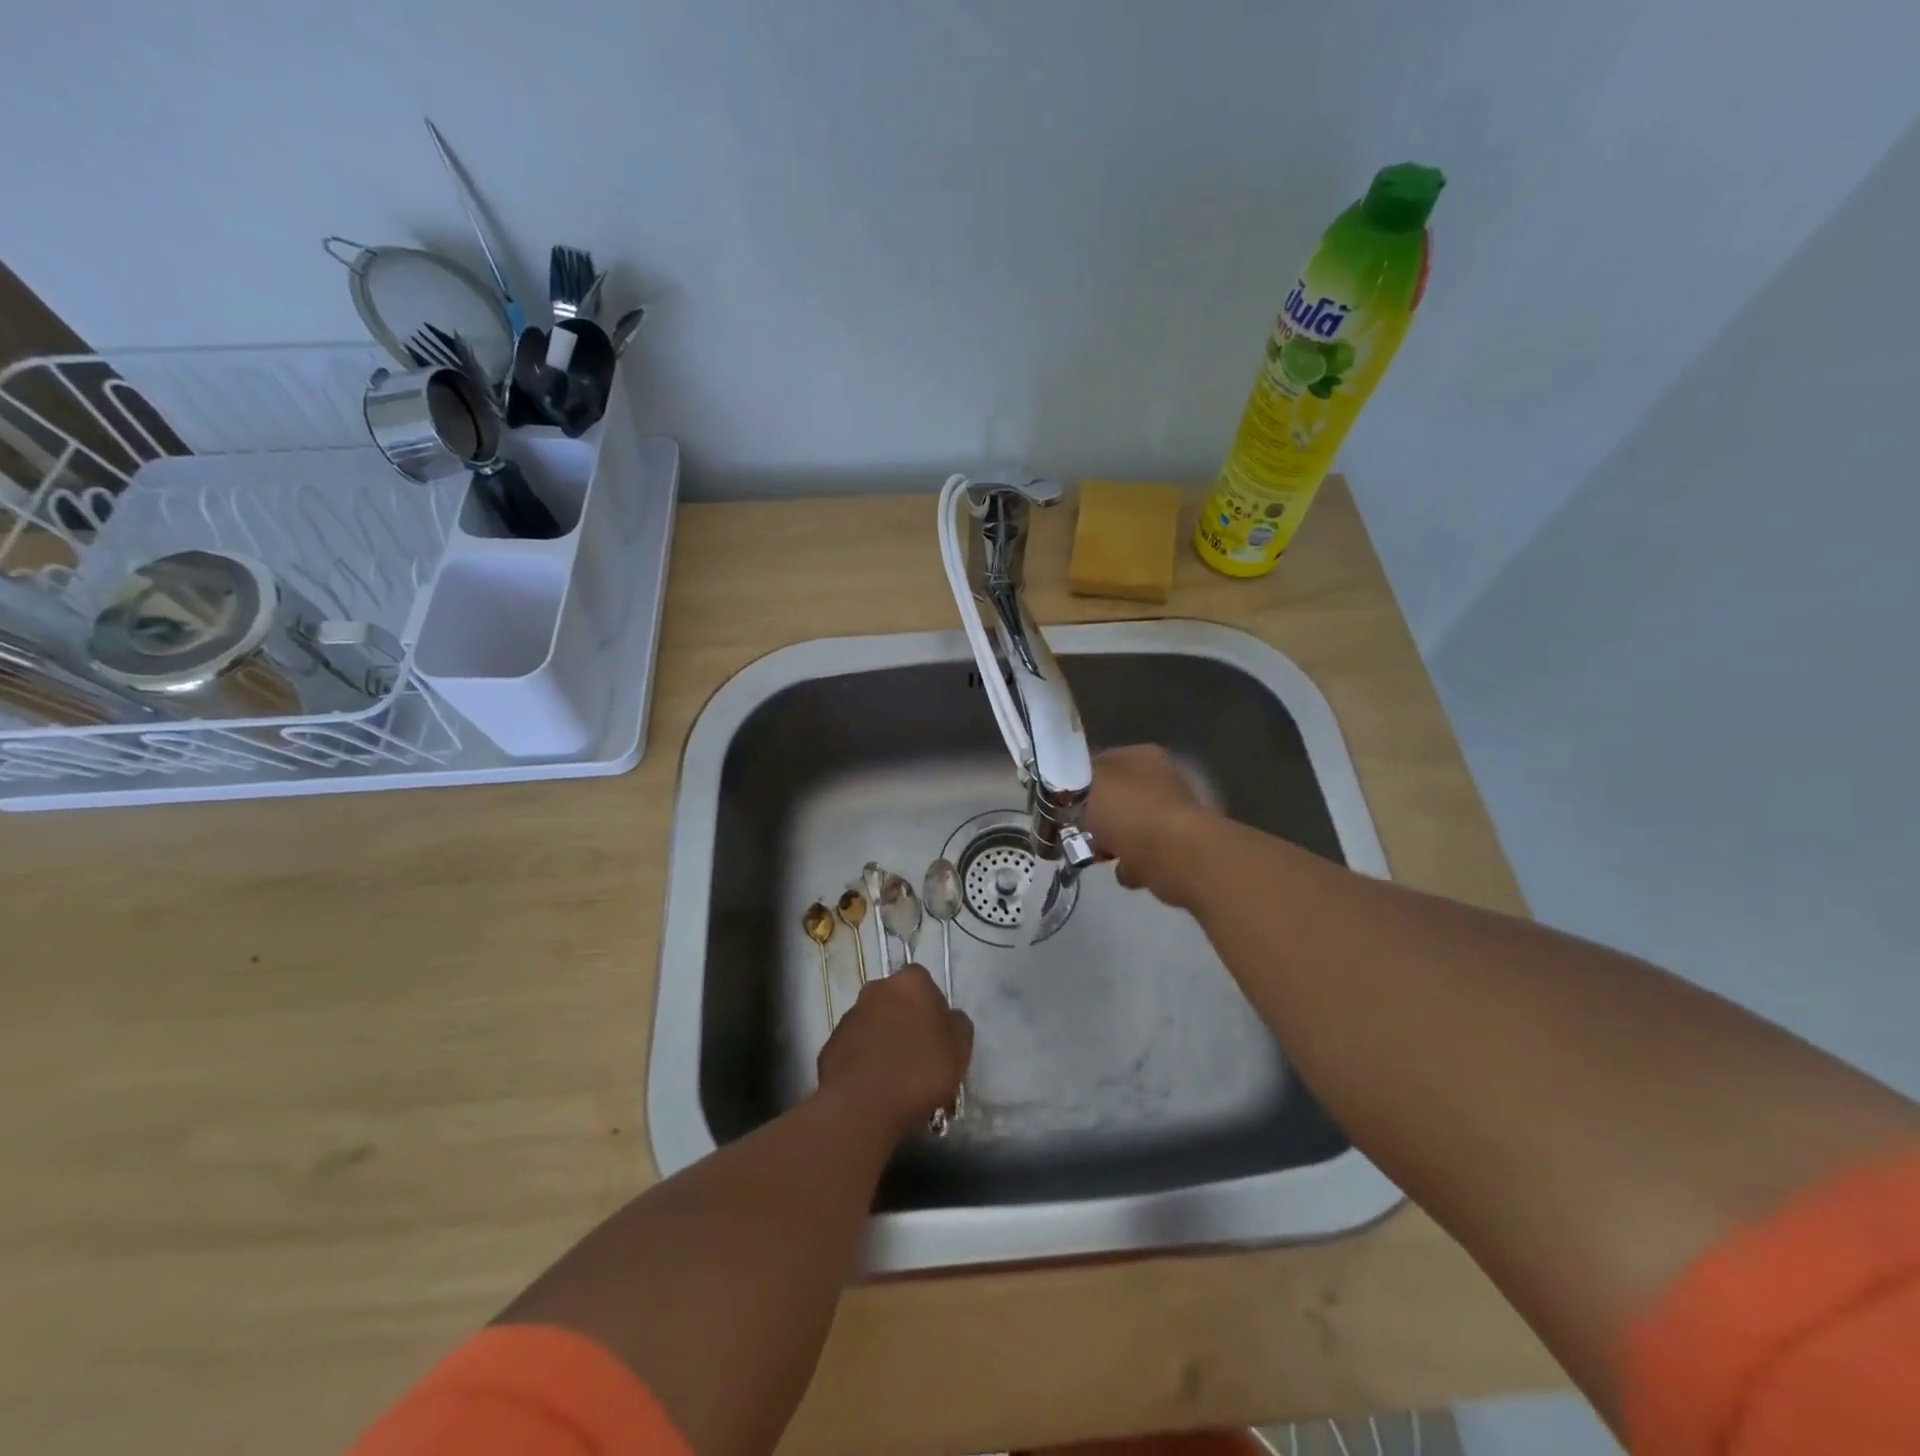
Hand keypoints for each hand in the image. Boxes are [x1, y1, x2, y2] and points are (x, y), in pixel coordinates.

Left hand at [816, 965, 972, 1136]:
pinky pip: (855, 1049)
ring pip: (874, 1024)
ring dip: (883, 1041)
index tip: (939, 1035)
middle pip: (896, 1001)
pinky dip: (864, 1061)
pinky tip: (874, 1088)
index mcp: (909, 983)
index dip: (933, 1007)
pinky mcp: (830, 1045)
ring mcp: (849, 1016)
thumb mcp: (960, 1049)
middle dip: (906, 1022)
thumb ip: (958, 1025)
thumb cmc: (920, 1070)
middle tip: (919, 1057)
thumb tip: (949, 1018)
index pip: (924, 982)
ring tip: (896, 1079)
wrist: (862, 1106)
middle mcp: (875, 989)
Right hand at [1086, 745, 1217, 908]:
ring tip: (1099, 856)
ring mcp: (1173, 814)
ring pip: (1130, 828)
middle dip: (1096, 818)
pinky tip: (1126, 871)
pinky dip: (1134, 865)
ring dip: (1114, 844)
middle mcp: (1162, 779)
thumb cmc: (1128, 812)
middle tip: (1077, 832)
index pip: (1102, 761)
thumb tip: (1073, 783)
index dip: (1079, 781)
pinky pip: (1145, 855)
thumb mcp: (1088, 784)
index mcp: (1141, 756)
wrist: (1176, 855)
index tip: (1062, 803)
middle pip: (1116, 797)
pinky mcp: (1180, 847)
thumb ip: (1075, 780)